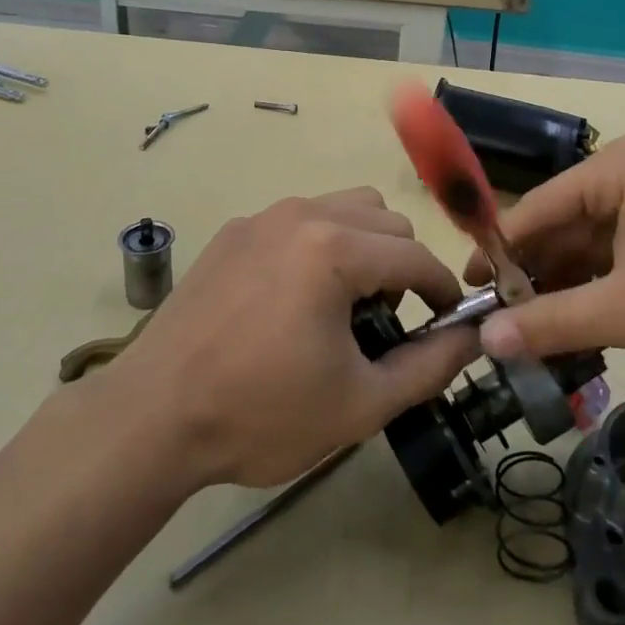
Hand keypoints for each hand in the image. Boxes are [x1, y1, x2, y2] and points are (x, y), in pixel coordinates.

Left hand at [113, 188, 477, 488]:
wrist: (153, 416)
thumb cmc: (262, 413)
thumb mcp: (360, 404)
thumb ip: (430, 367)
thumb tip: (472, 337)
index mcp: (335, 249)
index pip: (417, 257)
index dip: (442, 292)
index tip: (445, 325)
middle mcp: (302, 214)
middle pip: (385, 220)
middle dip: (402, 266)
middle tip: (386, 321)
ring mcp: (262, 217)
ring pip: (344, 208)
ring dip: (364, 246)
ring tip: (343, 303)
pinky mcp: (233, 231)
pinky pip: (299, 219)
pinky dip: (319, 244)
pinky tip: (293, 298)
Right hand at [468, 136, 624, 383]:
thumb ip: (555, 322)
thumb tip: (485, 339)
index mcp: (620, 170)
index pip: (537, 207)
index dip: (498, 251)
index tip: (468, 293)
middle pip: (565, 227)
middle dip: (537, 278)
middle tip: (504, 328)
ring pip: (594, 246)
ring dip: (569, 290)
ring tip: (540, 338)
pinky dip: (604, 290)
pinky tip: (586, 329)